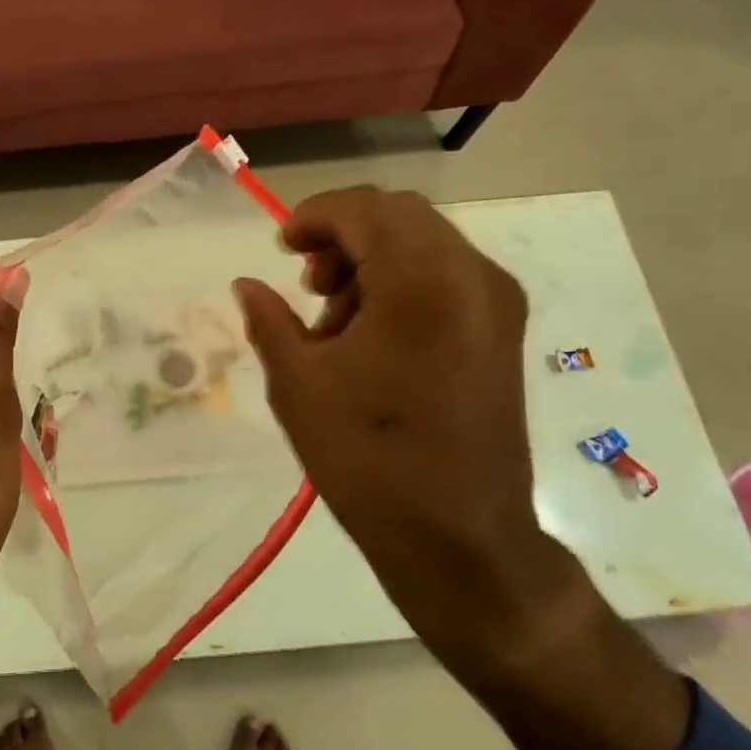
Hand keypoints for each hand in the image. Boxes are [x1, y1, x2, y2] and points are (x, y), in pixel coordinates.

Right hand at [232, 186, 560, 661]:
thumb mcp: (299, 386)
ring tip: (334, 319)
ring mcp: (496, 304)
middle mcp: (472, 277)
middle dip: (345, 235)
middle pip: (400, 217)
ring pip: (426, 243)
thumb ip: (269, 321)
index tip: (281, 247)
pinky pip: (447, 276)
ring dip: (373, 259)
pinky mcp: (503, 332)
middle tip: (307, 283)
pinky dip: (403, 282)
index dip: (315, 216)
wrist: (459, 539)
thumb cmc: (368, 459)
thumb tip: (247, 284)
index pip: (366, 210)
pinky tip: (372, 335)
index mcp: (422, 282)